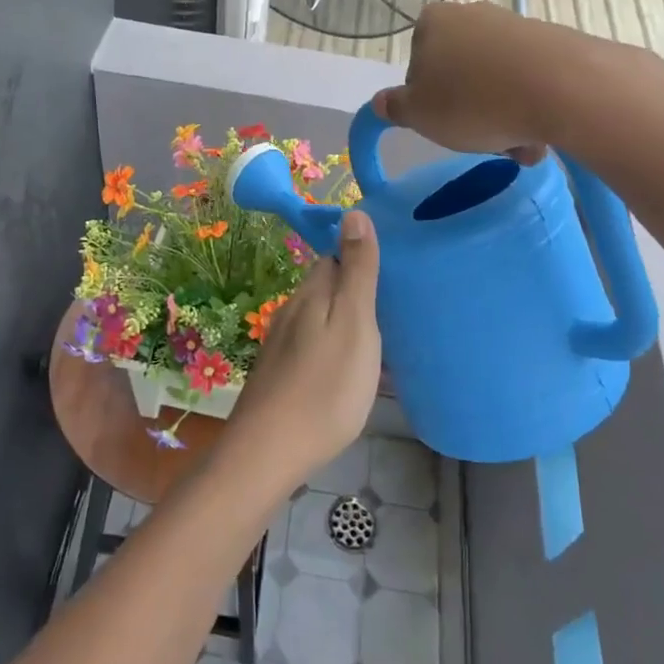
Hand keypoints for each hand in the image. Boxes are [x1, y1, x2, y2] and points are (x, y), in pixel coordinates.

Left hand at [222, 211, 382, 487]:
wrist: (269, 451)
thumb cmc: (324, 386)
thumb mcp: (354, 322)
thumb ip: (356, 270)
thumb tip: (353, 211)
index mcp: (311, 293)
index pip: (334, 256)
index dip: (360, 257)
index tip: (392, 272)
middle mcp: (291, 310)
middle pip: (326, 287)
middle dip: (355, 291)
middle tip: (394, 309)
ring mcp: (281, 343)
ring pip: (320, 318)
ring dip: (346, 322)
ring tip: (380, 343)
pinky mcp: (280, 374)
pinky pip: (313, 346)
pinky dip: (333, 349)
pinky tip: (349, 372)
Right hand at [375, 2, 663, 159]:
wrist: (561, 87)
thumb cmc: (473, 101)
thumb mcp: (418, 114)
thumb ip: (395, 107)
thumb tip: (381, 102)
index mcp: (432, 22)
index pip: (417, 66)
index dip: (426, 100)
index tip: (442, 123)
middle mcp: (472, 14)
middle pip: (460, 73)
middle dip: (469, 110)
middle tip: (481, 141)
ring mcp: (515, 25)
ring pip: (496, 81)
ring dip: (502, 116)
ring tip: (517, 146)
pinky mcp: (552, 41)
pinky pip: (530, 80)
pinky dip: (530, 107)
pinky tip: (541, 134)